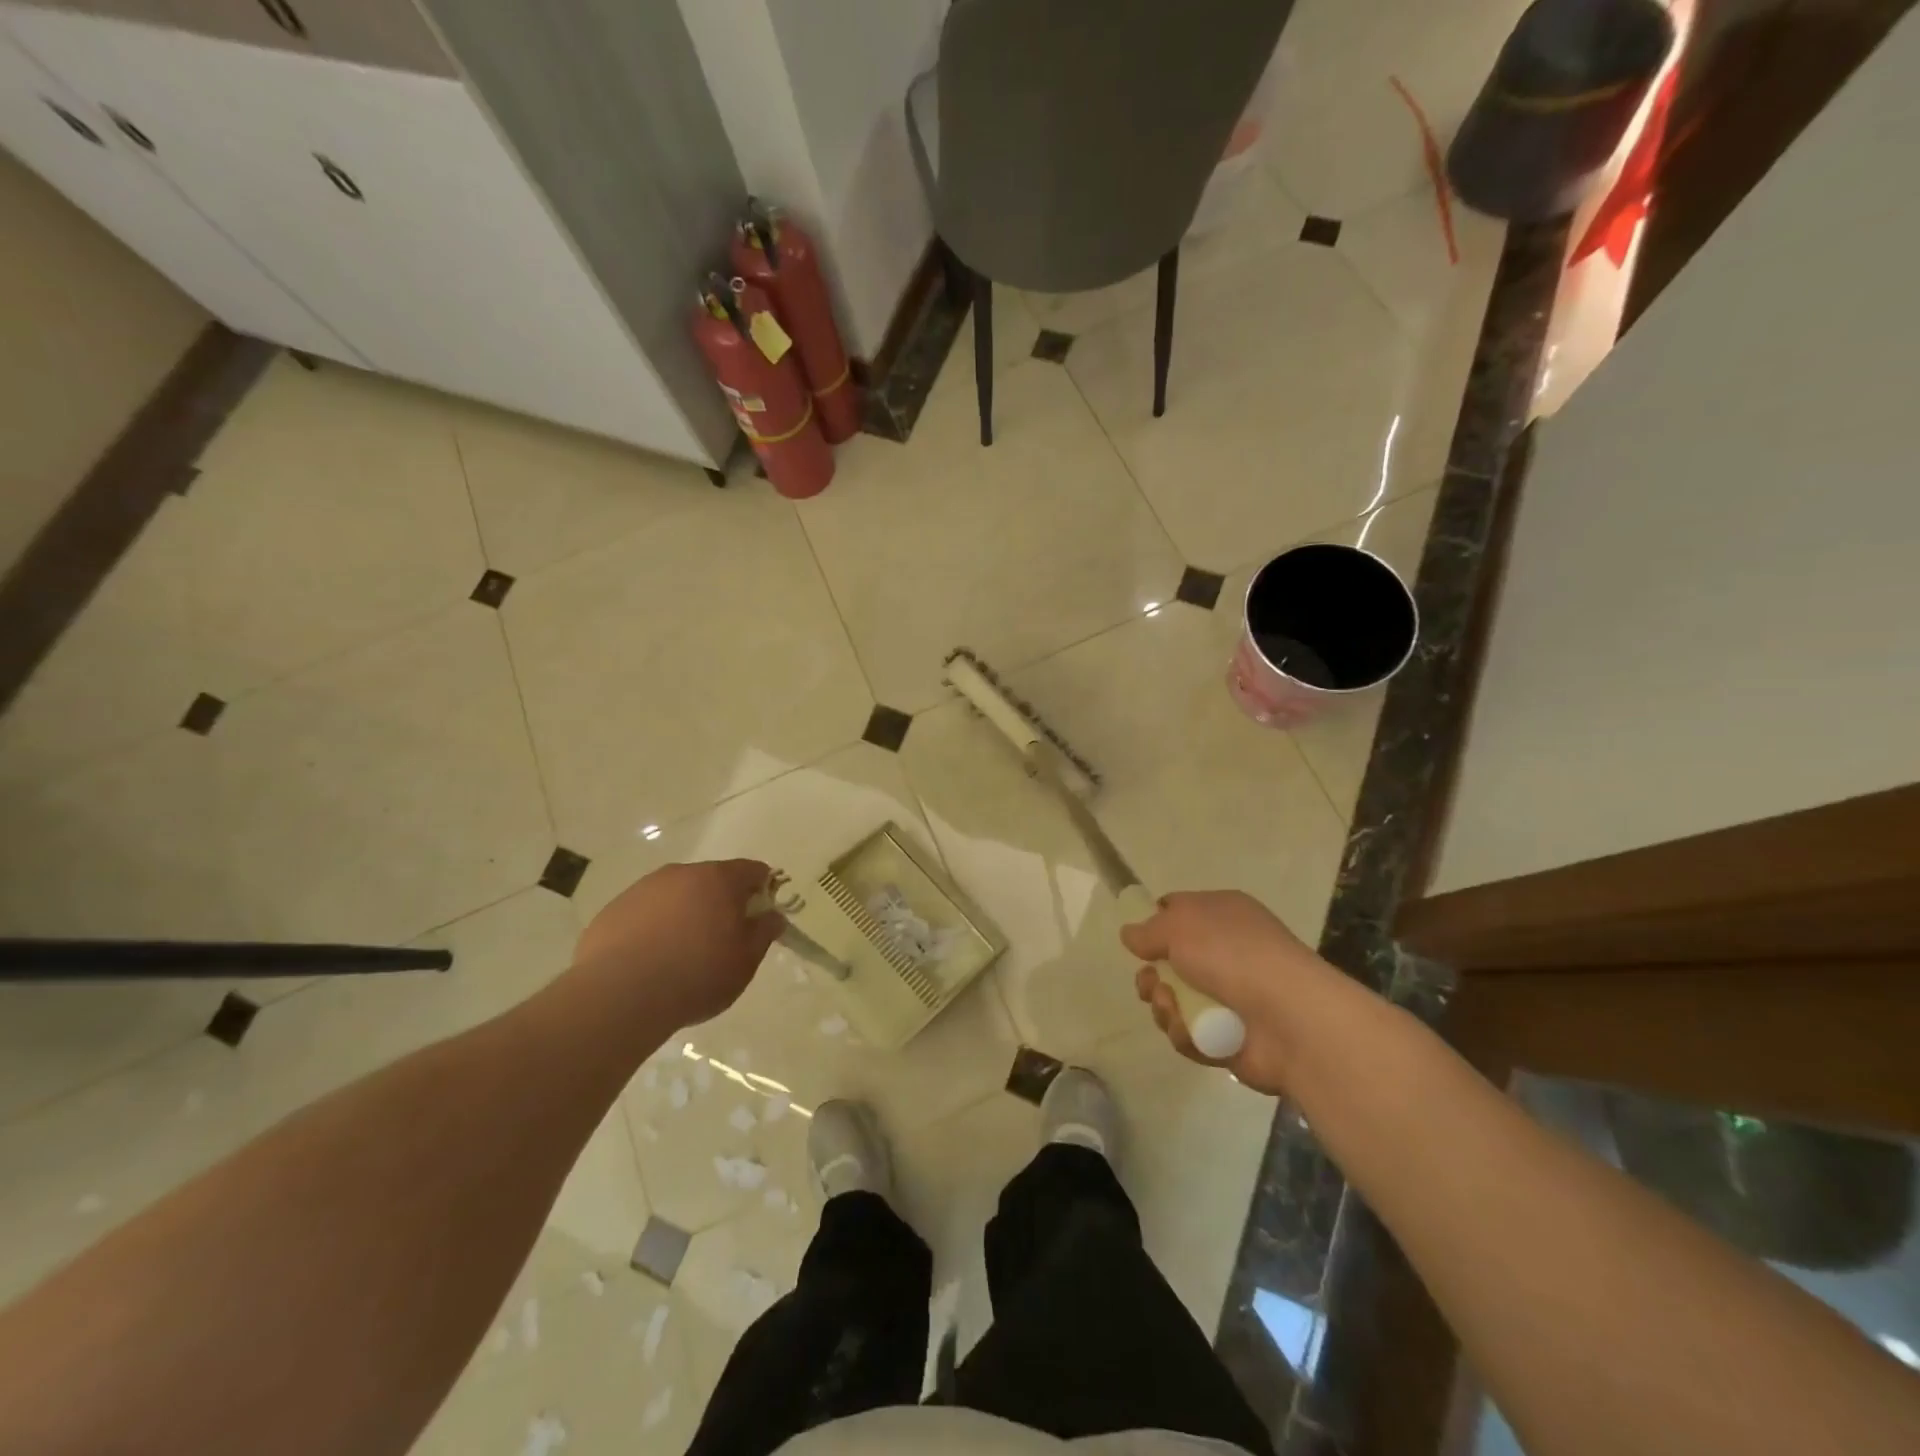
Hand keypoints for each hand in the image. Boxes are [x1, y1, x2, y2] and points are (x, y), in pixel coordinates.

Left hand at [575, 859, 784, 1025]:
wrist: (619, 997)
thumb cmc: (696, 975)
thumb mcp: (745, 961)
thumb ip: (763, 932)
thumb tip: (772, 916)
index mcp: (719, 879)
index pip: (752, 870)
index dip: (762, 889)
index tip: (761, 916)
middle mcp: (680, 873)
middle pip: (711, 880)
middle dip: (721, 902)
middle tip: (723, 939)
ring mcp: (642, 889)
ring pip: (675, 895)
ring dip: (685, 914)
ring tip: (682, 954)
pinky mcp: (612, 911)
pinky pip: (645, 913)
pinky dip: (653, 928)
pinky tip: (650, 961)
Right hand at [1121, 889, 1334, 1095]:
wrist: (1289, 1018)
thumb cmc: (1233, 955)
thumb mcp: (1180, 926)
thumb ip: (1148, 930)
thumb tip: (1129, 934)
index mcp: (1223, 915)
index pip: (1179, 912)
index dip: (1155, 924)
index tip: (1138, 942)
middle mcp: (1227, 952)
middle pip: (1170, 963)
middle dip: (1151, 976)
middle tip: (1150, 983)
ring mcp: (1230, 997)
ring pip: (1175, 1001)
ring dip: (1164, 1005)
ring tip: (1173, 1008)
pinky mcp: (1229, 1038)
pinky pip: (1190, 1033)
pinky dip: (1184, 1032)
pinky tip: (1191, 1031)